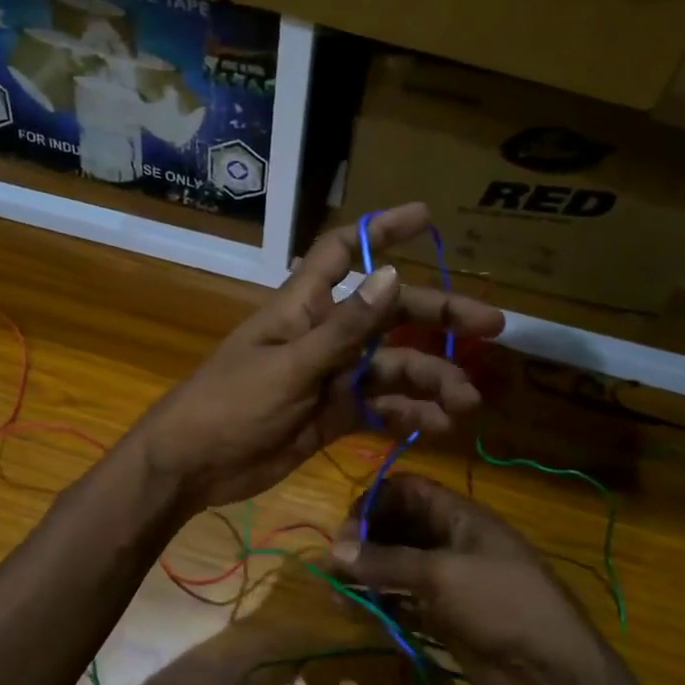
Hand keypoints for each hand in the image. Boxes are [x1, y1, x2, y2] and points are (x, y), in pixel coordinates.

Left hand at [130, 204, 503, 509]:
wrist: (193, 466)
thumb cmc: (230, 404)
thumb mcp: (290, 366)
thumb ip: (345, 329)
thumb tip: (394, 275)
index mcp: (304, 307)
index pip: (343, 251)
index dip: (381, 230)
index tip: (427, 218)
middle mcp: (324, 335)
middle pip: (388, 313)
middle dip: (437, 315)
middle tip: (491, 327)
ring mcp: (331, 377)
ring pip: (392, 368)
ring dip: (431, 380)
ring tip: (466, 401)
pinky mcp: (334, 416)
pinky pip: (381, 408)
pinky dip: (409, 415)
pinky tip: (438, 427)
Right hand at [331, 473, 634, 684]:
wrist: (549, 671)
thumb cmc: (501, 604)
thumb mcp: (442, 575)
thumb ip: (388, 560)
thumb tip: (335, 549)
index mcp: (460, 517)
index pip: (409, 491)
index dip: (375, 500)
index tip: (346, 525)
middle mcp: (451, 541)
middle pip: (399, 526)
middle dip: (365, 538)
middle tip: (335, 561)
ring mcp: (448, 579)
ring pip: (397, 564)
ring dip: (366, 572)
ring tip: (335, 587)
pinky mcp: (443, 613)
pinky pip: (403, 598)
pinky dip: (379, 601)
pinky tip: (355, 610)